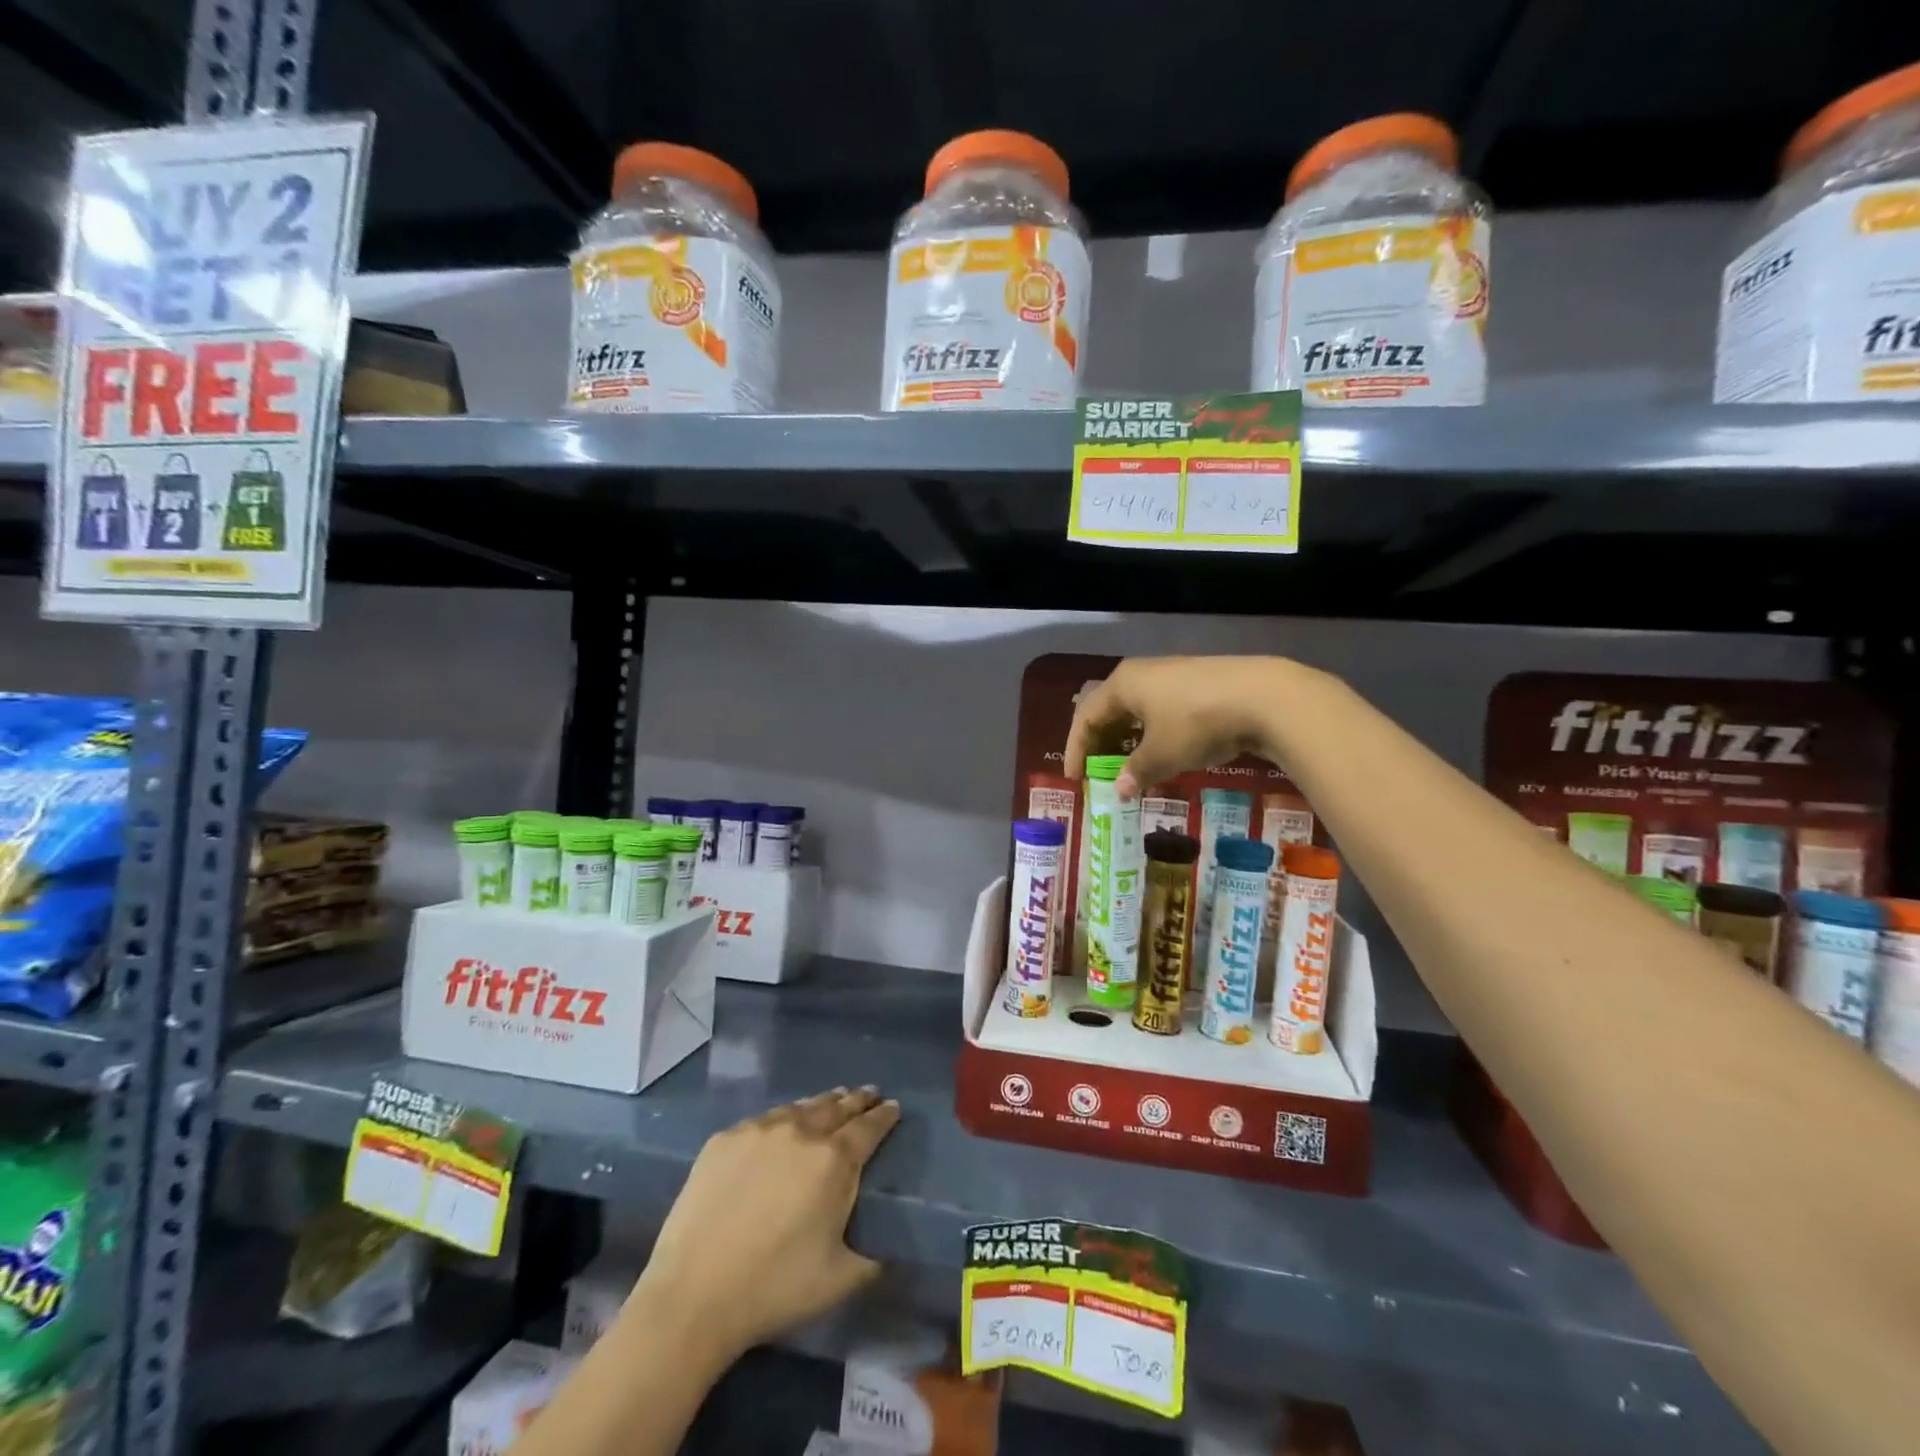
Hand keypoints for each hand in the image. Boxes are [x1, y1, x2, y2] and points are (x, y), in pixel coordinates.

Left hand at [632, 1086, 899, 1360]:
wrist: (693, 1295)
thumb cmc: (774, 1288)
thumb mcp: (839, 1280)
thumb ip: (871, 1259)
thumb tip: (886, 1249)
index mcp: (833, 1161)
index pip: (868, 1127)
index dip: (884, 1116)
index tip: (894, 1107)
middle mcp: (800, 1133)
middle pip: (836, 1107)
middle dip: (857, 1100)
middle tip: (869, 1094)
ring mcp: (759, 1131)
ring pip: (800, 1107)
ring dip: (822, 1103)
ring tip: (833, 1099)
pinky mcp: (724, 1139)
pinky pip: (764, 1120)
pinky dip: (783, 1117)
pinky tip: (783, 1124)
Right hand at [1065, 655, 1302, 798]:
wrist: (1262, 697)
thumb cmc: (1196, 724)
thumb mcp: (1162, 755)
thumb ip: (1136, 772)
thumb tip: (1119, 790)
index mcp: (1122, 685)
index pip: (1086, 717)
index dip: (1076, 749)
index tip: (1075, 779)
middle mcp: (1141, 673)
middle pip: (1108, 709)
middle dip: (1099, 742)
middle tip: (1097, 770)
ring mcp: (1171, 674)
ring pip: (1136, 709)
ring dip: (1127, 739)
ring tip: (1128, 765)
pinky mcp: (1197, 682)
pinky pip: (1160, 709)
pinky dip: (1152, 732)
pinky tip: (1163, 751)